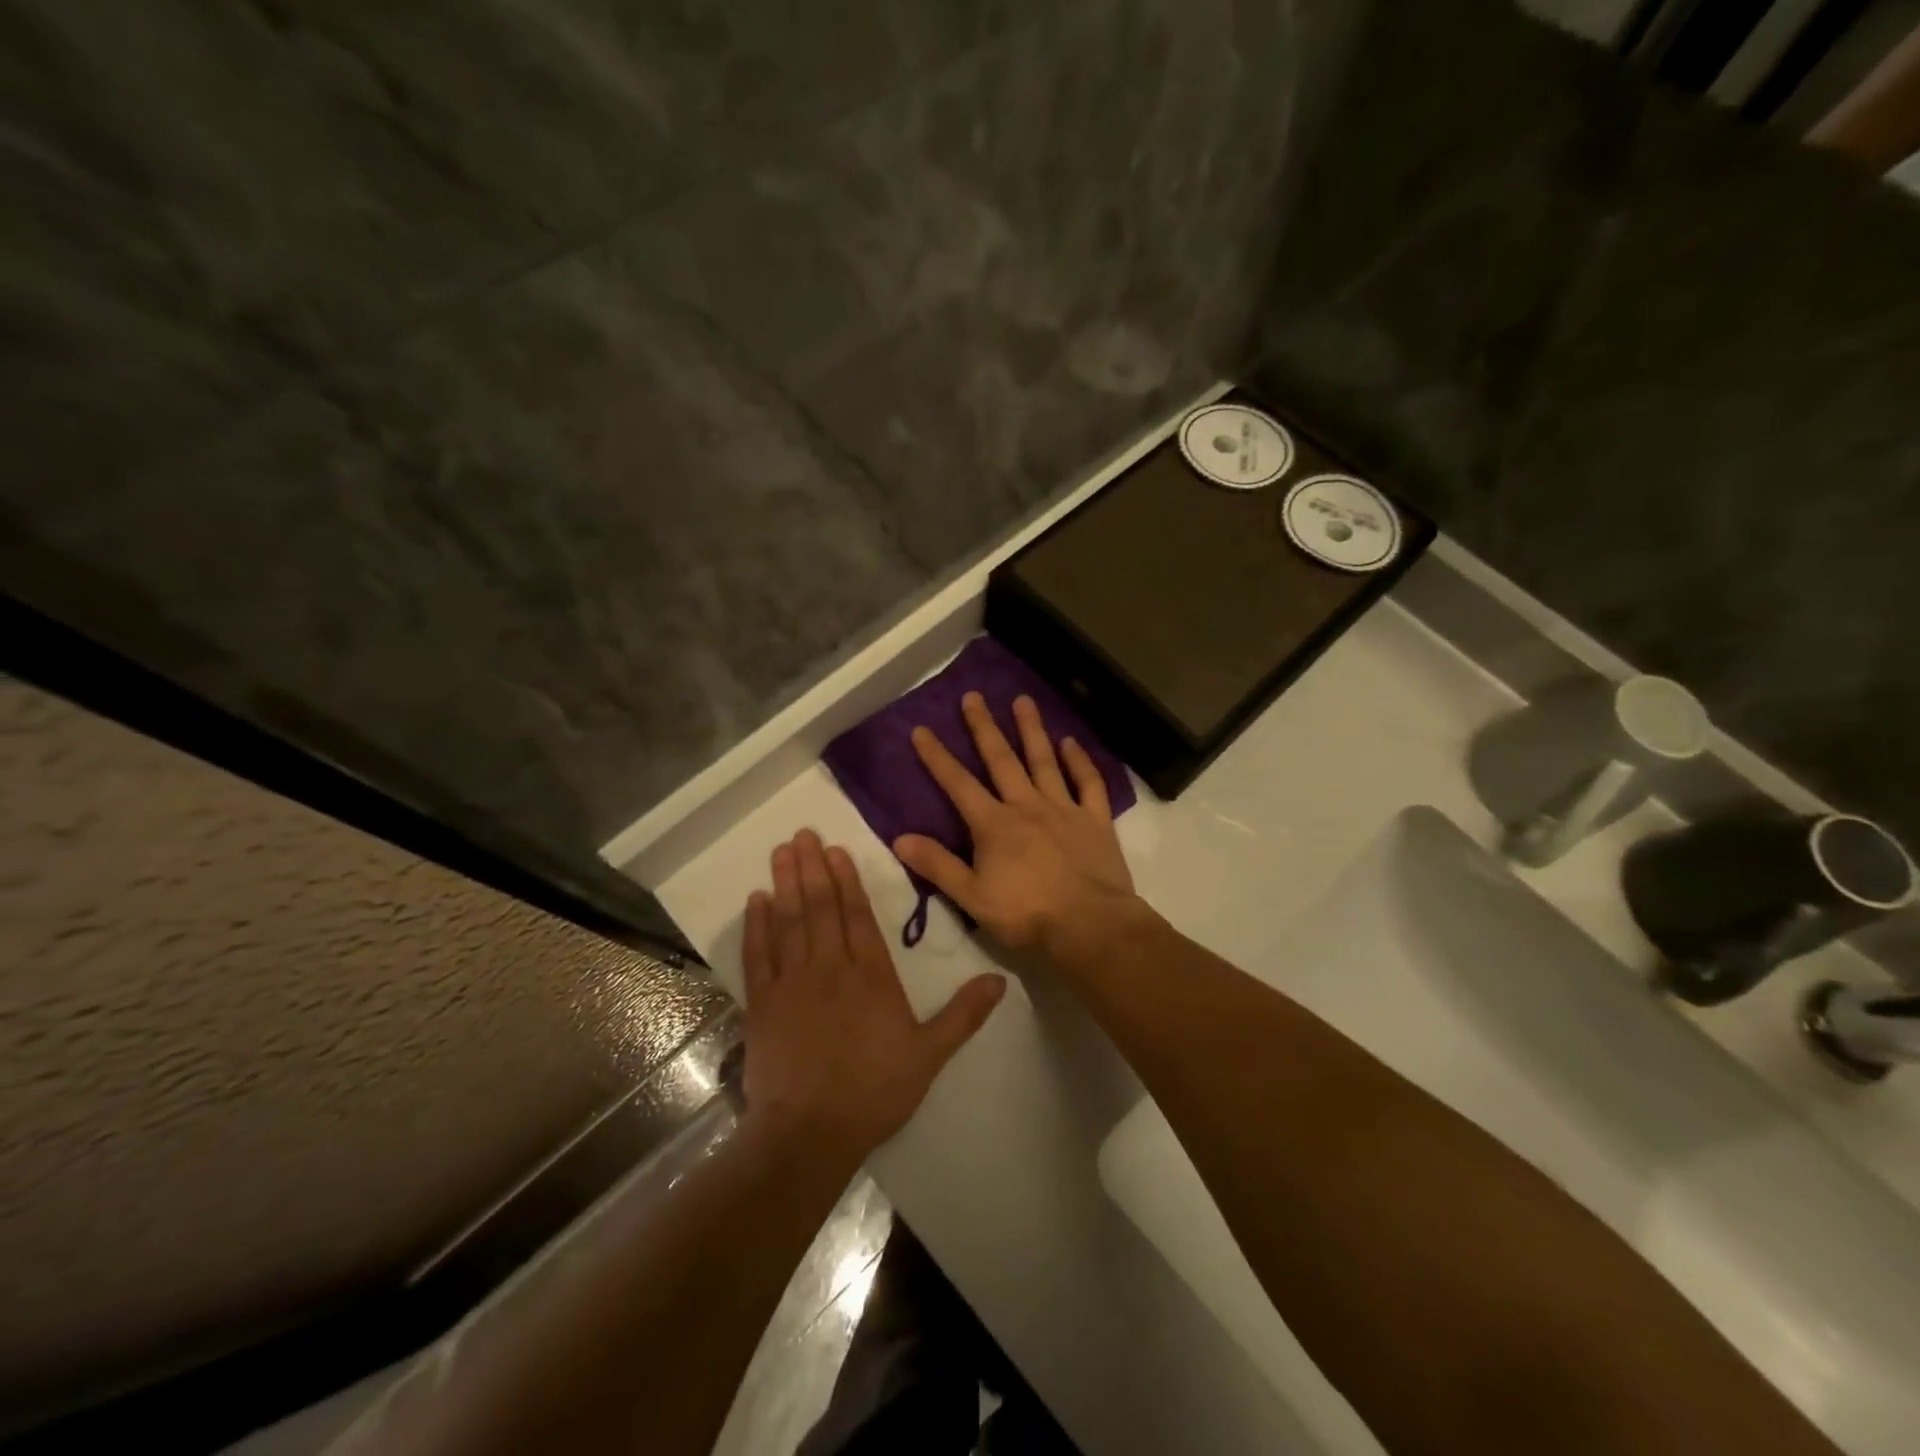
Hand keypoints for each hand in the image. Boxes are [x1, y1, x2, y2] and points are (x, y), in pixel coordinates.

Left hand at [740, 830, 1004, 1162]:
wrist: (811, 1132)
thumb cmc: (874, 1091)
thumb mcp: (930, 1055)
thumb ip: (963, 1014)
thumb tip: (1000, 980)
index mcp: (872, 975)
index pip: (858, 916)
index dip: (847, 881)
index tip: (836, 851)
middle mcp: (831, 967)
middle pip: (822, 908)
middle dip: (813, 868)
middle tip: (803, 834)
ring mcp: (794, 982)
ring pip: (791, 921)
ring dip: (787, 884)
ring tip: (783, 851)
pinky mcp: (764, 1003)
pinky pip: (759, 954)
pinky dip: (757, 925)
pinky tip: (756, 899)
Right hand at [894, 692, 1143, 969]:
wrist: (1089, 926)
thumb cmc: (1027, 915)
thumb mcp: (972, 897)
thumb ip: (937, 866)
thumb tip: (900, 838)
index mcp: (994, 824)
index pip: (958, 784)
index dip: (937, 757)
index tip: (922, 729)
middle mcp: (1027, 806)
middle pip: (1002, 759)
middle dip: (984, 727)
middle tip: (974, 696)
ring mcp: (1064, 809)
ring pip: (1044, 761)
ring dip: (1032, 730)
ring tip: (1023, 699)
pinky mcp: (1095, 820)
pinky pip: (1088, 783)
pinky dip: (1080, 761)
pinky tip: (1071, 742)